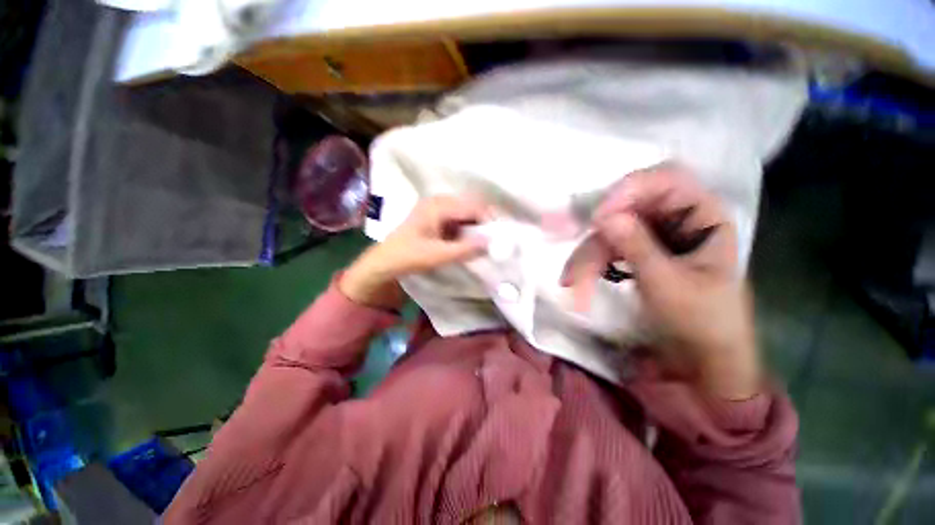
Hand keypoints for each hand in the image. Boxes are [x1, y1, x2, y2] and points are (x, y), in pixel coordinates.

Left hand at [340, 195, 491, 308]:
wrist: (386, 261)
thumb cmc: (409, 256)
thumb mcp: (439, 255)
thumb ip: (466, 249)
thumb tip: (491, 242)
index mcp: (438, 206)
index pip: (472, 207)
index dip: (487, 220)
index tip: (497, 236)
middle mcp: (438, 201)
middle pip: (470, 206)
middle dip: (482, 222)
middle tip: (491, 239)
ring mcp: (436, 207)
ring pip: (464, 212)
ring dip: (474, 225)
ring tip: (481, 241)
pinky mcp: (435, 216)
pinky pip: (457, 218)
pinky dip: (465, 228)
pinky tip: (467, 240)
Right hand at [562, 166, 759, 399]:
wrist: (701, 359)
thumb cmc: (701, 322)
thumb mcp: (669, 284)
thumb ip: (637, 247)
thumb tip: (603, 216)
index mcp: (702, 216)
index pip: (665, 180)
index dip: (629, 190)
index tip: (598, 217)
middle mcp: (673, 219)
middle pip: (625, 211)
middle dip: (597, 240)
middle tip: (576, 267)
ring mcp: (650, 236)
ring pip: (607, 235)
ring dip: (586, 260)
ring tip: (572, 287)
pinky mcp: (633, 253)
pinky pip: (604, 250)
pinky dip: (587, 266)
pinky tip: (577, 285)